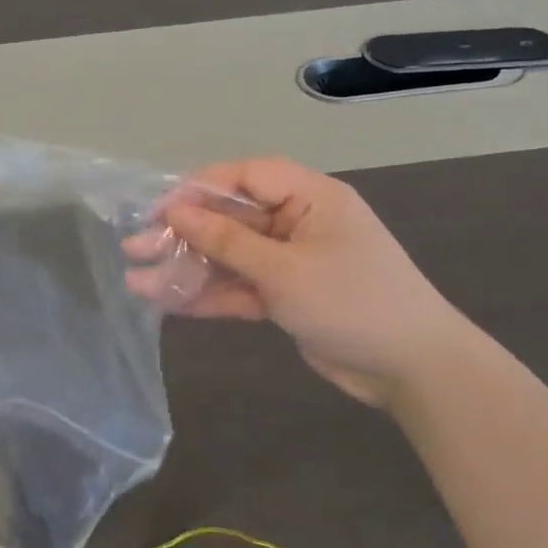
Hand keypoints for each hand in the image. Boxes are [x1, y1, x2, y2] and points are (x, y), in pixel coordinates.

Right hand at [129, 158, 469, 405]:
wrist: (413, 370)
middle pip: (231, 219)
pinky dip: (211, 295)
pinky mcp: (287, 295)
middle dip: (183, 235)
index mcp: (310, 198)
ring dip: (189, 269)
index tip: (158, 210)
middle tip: (135, 248)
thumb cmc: (353, 303)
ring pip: (231, 257)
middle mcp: (298, 222)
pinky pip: (242, 286)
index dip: (197, 189)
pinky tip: (170, 304)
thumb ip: (228, 241)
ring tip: (139, 283)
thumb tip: (177, 212)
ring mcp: (292, 261)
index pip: (245, 177)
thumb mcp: (284, 270)